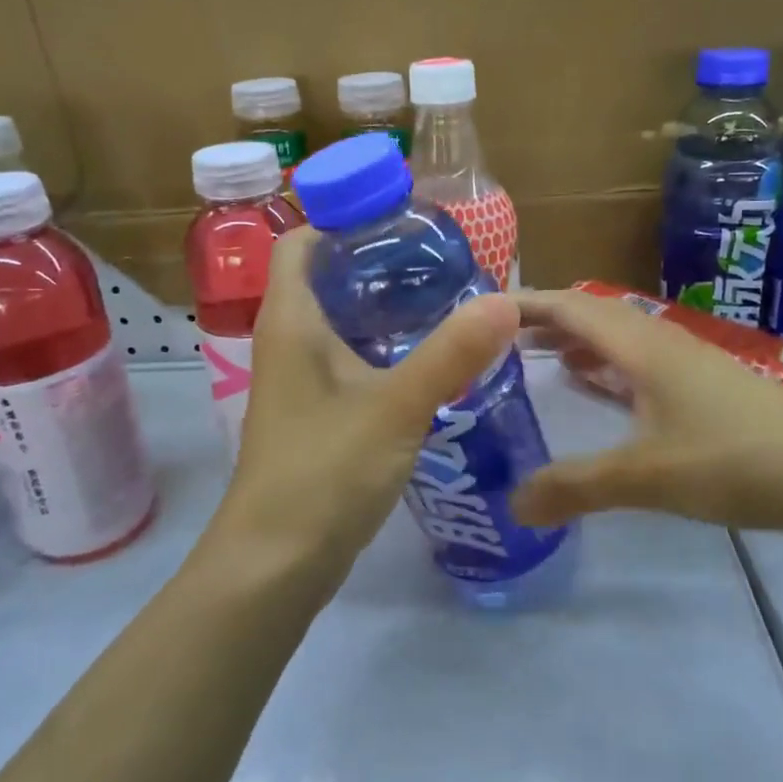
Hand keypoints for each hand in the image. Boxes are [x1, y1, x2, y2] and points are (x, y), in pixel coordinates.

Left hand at [214, 228, 520, 586]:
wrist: (276, 563)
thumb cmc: (322, 472)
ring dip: (385, 306)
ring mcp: (300, 380)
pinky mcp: (317, 413)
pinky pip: (350, 359)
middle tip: (441, 257)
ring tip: (446, 296)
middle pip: (326, 277)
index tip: (401, 218)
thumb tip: (506, 302)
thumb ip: (451, 355)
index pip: (301, 241)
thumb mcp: (394, 407)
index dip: (342, 218)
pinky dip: (385, 346)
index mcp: (291, 320)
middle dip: (378, 261)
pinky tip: (430, 356)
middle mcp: (288, 340)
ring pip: (341, 321)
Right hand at [510, 288, 782, 540]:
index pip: (570, 307)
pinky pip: (640, 364)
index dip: (524, 303)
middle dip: (544, 321)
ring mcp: (689, 364)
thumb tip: (513, 504)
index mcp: (642, 347)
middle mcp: (662, 343)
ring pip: (619, 339)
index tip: (480, 310)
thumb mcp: (648, 477)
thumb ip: (577, 488)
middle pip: (592, 315)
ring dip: (578, 342)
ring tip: (539, 360)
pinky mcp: (707, 389)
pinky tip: (602, 392)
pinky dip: (608, 368)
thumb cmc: (737, 461)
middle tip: (498, 340)